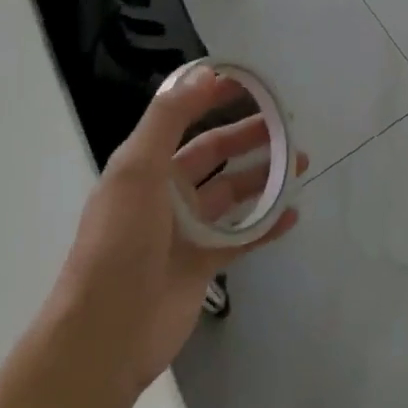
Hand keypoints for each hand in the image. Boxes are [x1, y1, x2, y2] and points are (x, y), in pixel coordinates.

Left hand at [51, 66, 305, 405]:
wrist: (105, 335)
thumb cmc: (120, 242)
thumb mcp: (138, 168)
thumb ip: (170, 117)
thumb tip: (204, 72)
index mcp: (148, 165)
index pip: (187, 118)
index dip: (215, 97)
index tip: (252, 83)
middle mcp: (168, 191)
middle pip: (218, 154)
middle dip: (252, 136)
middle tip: (289, 125)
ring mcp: (188, 230)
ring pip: (235, 192)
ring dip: (267, 176)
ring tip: (302, 163)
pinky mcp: (204, 265)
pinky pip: (243, 236)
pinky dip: (268, 223)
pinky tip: (294, 213)